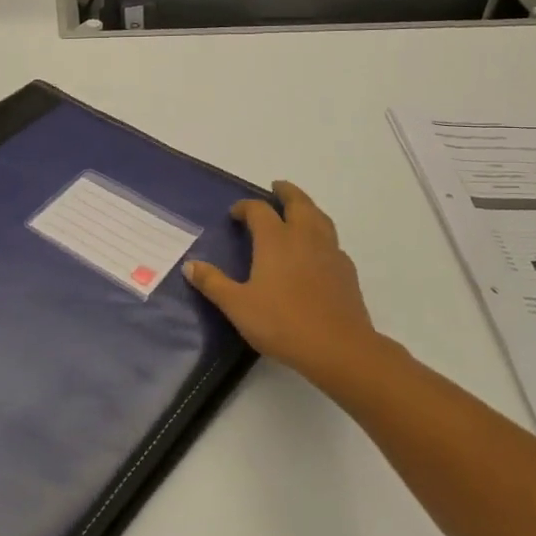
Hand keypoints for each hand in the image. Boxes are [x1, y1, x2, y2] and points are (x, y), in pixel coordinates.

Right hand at [185, 181, 385, 394]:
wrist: (337, 347)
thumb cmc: (281, 323)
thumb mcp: (237, 305)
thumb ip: (213, 283)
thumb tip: (190, 265)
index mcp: (276, 239)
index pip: (259, 210)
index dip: (246, 207)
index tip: (235, 213)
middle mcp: (304, 237)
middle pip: (298, 202)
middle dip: (286, 192)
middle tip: (276, 188)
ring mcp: (329, 251)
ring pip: (320, 217)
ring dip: (307, 208)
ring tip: (298, 211)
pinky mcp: (346, 270)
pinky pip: (332, 241)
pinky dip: (322, 235)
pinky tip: (317, 250)